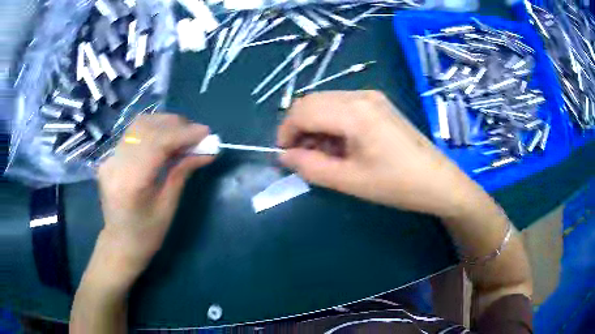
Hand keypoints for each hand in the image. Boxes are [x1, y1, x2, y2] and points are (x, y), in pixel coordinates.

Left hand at [95, 114, 213, 285]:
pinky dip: (153, 131)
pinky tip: (166, 139)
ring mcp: (109, 158)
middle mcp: (115, 164)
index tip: (206, 132)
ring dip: (164, 124)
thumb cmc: (146, 234)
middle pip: (146, 127)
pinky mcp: (110, 157)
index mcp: (130, 182)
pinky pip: (133, 134)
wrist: (119, 243)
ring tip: (183, 134)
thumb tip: (207, 152)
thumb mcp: (168, 206)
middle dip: (176, 125)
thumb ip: (182, 172)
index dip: (183, 134)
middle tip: (197, 133)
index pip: (157, 143)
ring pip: (139, 125)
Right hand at [278, 91, 475, 217]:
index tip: (284, 156)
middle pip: (311, 101)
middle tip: (302, 157)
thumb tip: (284, 156)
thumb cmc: (396, 184)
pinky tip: (340, 145)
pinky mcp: (378, 104)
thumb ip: (311, 167)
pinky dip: (331, 123)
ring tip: (323, 155)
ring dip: (314, 126)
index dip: (286, 132)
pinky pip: (342, 106)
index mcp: (353, 111)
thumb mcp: (349, 180)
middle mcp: (360, 95)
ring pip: (325, 103)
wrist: (438, 180)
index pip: (302, 111)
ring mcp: (371, 96)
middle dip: (298, 128)